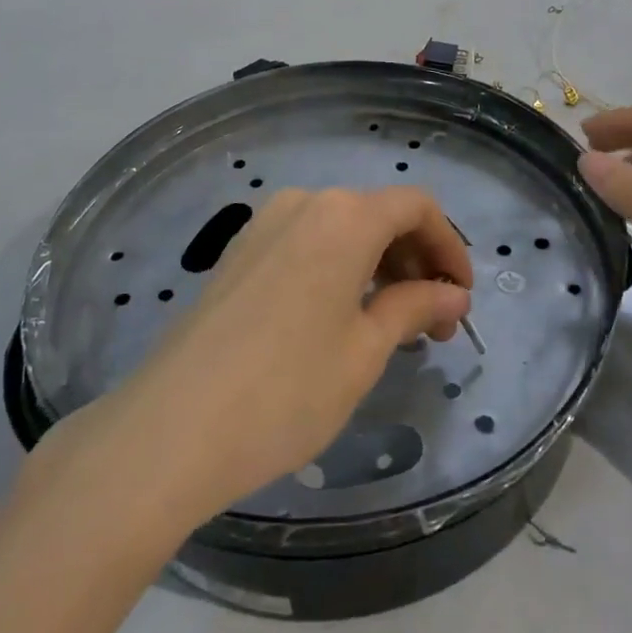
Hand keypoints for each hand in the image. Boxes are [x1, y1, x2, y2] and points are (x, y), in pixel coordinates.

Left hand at [33, 187, 471, 524]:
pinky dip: (339, 268)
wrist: (170, 429)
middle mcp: (306, 203)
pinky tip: (341, 317)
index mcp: (344, 216)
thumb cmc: (286, 389)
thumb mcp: (364, 351)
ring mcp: (265, 224)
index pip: (416, 208)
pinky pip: (307, 244)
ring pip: (342, 230)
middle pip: (379, 215)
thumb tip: (453, 294)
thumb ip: (414, 308)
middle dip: (416, 261)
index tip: (461, 297)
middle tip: (434, 324)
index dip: (449, 247)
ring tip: (391, 325)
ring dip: (378, 266)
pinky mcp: (239, 252)